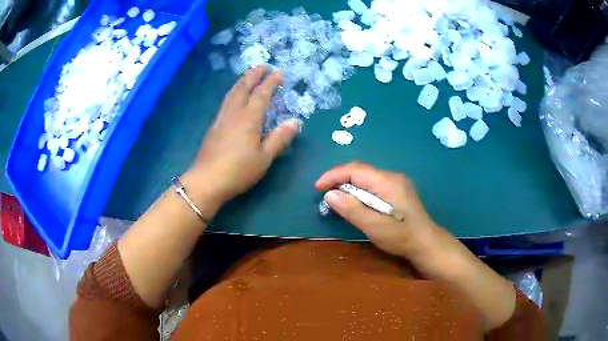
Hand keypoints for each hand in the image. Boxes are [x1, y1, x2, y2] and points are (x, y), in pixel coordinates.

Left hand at [183, 66, 299, 207]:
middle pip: (243, 88)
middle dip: (253, 75)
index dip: (270, 83)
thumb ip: (279, 139)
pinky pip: (226, 102)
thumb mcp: (264, 158)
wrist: (207, 181)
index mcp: (248, 119)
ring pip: (232, 93)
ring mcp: (221, 119)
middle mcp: (234, 113)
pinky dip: (233, 93)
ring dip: (241, 81)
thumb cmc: (238, 170)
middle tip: (263, 66)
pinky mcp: (214, 127)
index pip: (261, 95)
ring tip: (248, 75)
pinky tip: (234, 97)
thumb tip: (295, 122)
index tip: (279, 73)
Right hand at [315, 162, 439, 258]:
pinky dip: (359, 190)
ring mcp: (396, 182)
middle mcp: (392, 176)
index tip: (317, 187)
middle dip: (339, 179)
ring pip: (366, 177)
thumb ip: (352, 209)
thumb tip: (329, 194)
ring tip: (336, 198)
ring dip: (348, 184)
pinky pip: (372, 183)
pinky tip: (355, 201)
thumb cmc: (401, 236)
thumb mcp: (374, 226)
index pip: (355, 170)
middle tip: (324, 193)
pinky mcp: (397, 190)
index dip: (333, 175)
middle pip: (360, 171)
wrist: (426, 242)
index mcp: (387, 182)